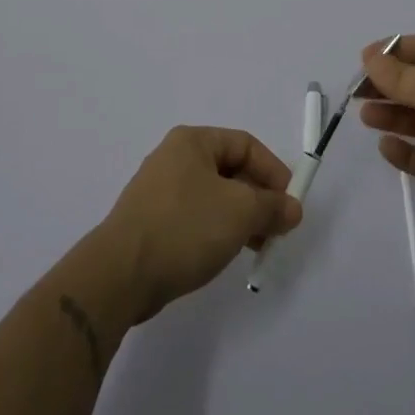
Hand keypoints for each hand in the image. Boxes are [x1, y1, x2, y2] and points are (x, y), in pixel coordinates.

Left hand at [98, 126, 302, 322]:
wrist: (122, 272)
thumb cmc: (186, 227)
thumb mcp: (240, 212)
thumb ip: (272, 206)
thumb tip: (292, 208)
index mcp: (192, 141)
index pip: (245, 144)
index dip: (273, 170)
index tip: (290, 203)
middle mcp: (174, 157)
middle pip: (229, 170)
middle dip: (258, 197)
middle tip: (278, 228)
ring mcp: (160, 190)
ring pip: (213, 196)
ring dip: (240, 217)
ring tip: (258, 246)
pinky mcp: (151, 221)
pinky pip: (195, 216)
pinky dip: (216, 229)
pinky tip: (225, 253)